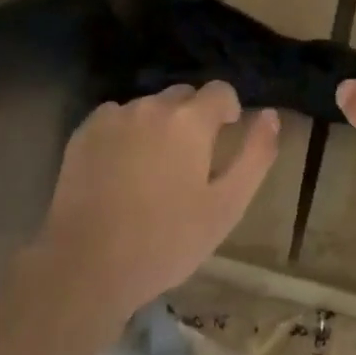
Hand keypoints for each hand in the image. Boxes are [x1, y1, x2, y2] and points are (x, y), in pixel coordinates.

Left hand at [36, 82, 279, 323]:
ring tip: (152, 169)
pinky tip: (120, 170)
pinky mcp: (85, 131)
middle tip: (189, 162)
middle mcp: (152, 105)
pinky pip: (116, 118)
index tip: (225, 136)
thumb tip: (271, 115)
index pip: (220, 90)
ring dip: (158, 125)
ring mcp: (115, 115)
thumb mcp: (225, 207)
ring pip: (148, 107)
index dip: (228, 110)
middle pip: (183, 96)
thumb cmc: (166, 241)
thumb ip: (254, 155)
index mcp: (190, 120)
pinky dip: (125, 133)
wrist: (87, 264)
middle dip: (193, 118)